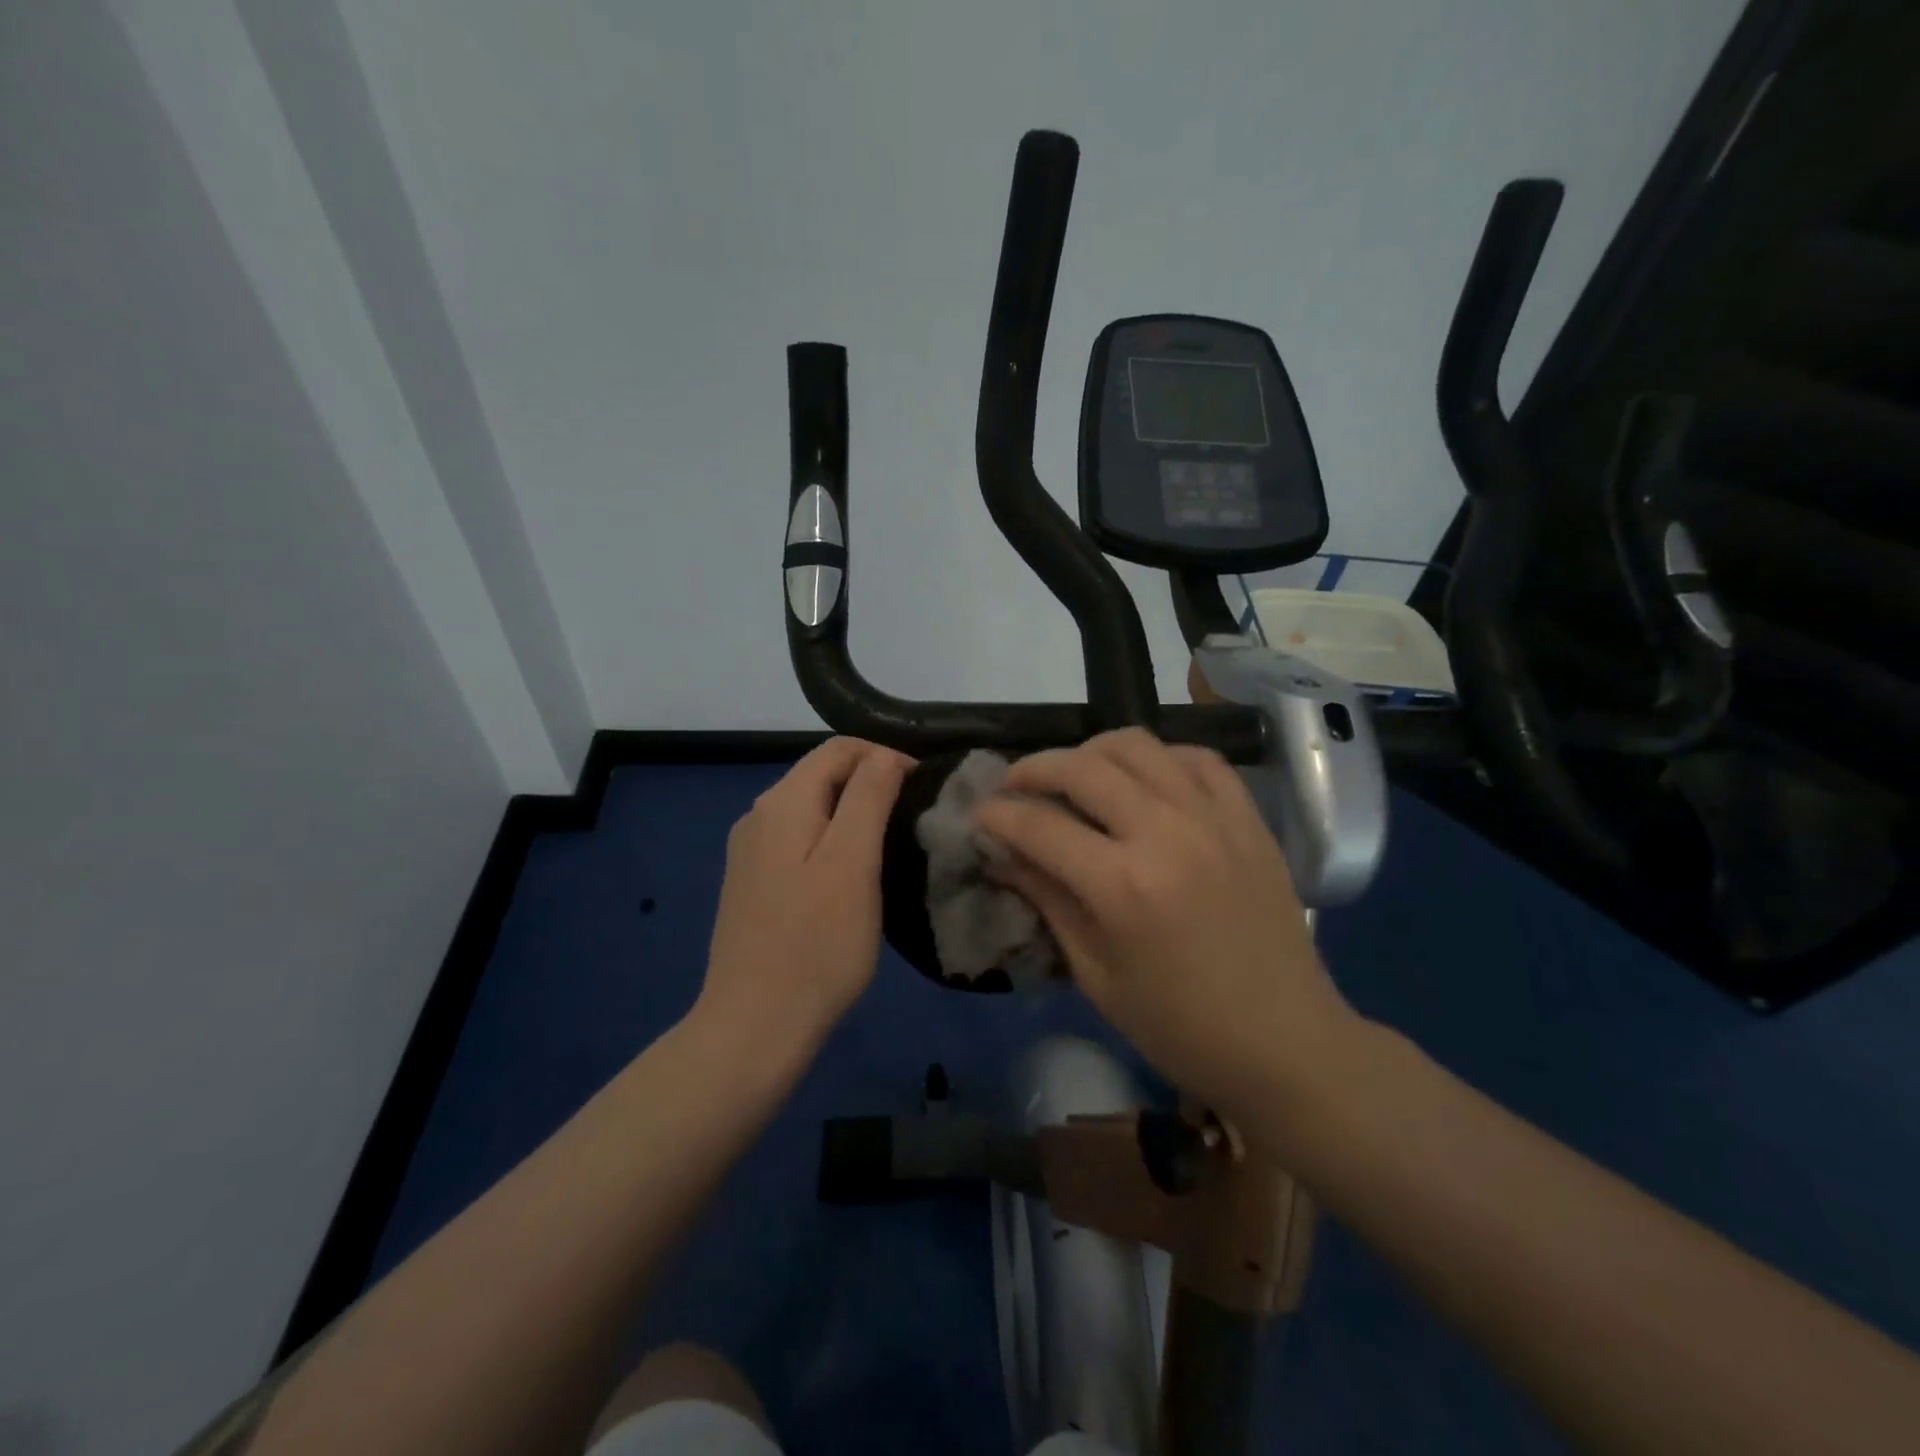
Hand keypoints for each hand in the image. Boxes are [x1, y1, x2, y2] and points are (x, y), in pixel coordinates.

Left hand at [694, 738, 911, 1074]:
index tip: (924, 789)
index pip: (839, 749)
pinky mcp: (752, 883)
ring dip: (853, 813)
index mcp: (782, 802)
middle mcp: (758, 815)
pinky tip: (853, 874)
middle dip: (871, 783)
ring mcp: (750, 852)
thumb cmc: (817, 943)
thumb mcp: (853, 862)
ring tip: (892, 843)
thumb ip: (868, 797)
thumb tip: (885, 755)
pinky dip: (832, 841)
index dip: (885, 756)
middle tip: (914, 817)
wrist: (755, 1025)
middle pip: (822, 775)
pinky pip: (799, 841)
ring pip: (812, 809)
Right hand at [973, 729, 1358, 1113]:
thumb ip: (1048, 901)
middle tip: (1013, 787)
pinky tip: (1142, 780)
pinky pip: (1197, 757)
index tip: (977, 814)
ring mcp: (1213, 818)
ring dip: (1090, 752)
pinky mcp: (1248, 818)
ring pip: (1137, 746)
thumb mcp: (1096, 975)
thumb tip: (1002, 857)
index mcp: (1123, 887)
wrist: (1286, 1042)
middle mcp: (1167, 834)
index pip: (1040, 827)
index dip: (997, 815)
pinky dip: (1158, 758)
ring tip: (1073, 776)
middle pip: (1082, 768)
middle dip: (1033, 770)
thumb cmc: (1179, 1027)